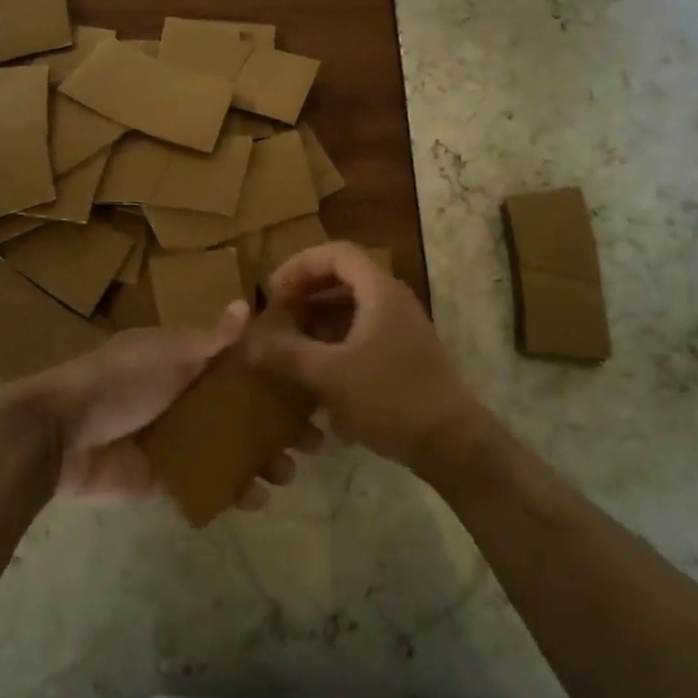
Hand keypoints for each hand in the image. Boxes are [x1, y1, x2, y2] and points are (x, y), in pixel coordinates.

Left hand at [15, 303, 308, 504]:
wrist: (59, 436)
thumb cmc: (116, 382)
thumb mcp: (164, 353)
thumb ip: (207, 339)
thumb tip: (246, 305)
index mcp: (184, 361)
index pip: (240, 365)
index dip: (275, 376)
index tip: (311, 388)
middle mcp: (185, 397)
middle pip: (241, 409)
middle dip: (276, 424)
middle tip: (314, 441)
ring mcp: (176, 439)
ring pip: (230, 448)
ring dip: (261, 459)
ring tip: (288, 473)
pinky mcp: (164, 477)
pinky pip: (206, 482)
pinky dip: (232, 490)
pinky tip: (258, 499)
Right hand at [254, 242, 486, 473]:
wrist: (452, 444)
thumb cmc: (391, 398)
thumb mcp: (330, 375)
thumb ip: (286, 353)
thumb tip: (245, 339)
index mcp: (379, 290)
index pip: (335, 253)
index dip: (299, 266)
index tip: (272, 293)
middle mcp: (391, 300)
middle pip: (341, 278)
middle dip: (304, 294)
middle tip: (276, 319)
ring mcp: (399, 328)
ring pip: (349, 308)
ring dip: (316, 320)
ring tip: (287, 345)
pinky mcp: (400, 354)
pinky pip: (359, 333)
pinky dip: (332, 342)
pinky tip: (313, 372)